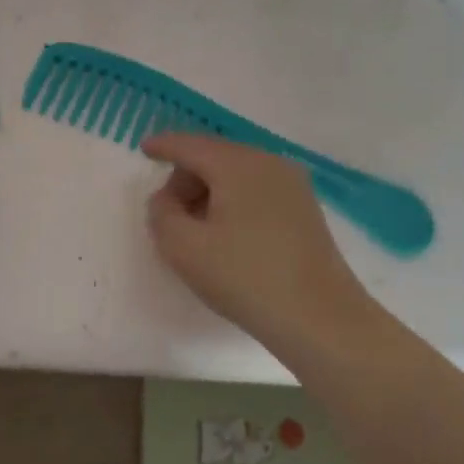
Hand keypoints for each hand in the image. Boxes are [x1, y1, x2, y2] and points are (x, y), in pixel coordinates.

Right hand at [143, 133, 385, 351]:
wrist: (319, 318)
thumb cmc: (244, 277)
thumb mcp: (182, 247)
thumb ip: (161, 213)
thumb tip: (167, 199)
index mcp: (237, 165)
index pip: (190, 145)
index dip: (163, 146)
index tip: (144, 148)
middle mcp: (268, 163)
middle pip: (215, 156)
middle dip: (186, 177)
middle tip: (169, 212)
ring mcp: (293, 185)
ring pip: (237, 173)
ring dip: (210, 191)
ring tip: (197, 229)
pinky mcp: (305, 208)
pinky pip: (257, 190)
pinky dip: (234, 201)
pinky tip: (227, 234)